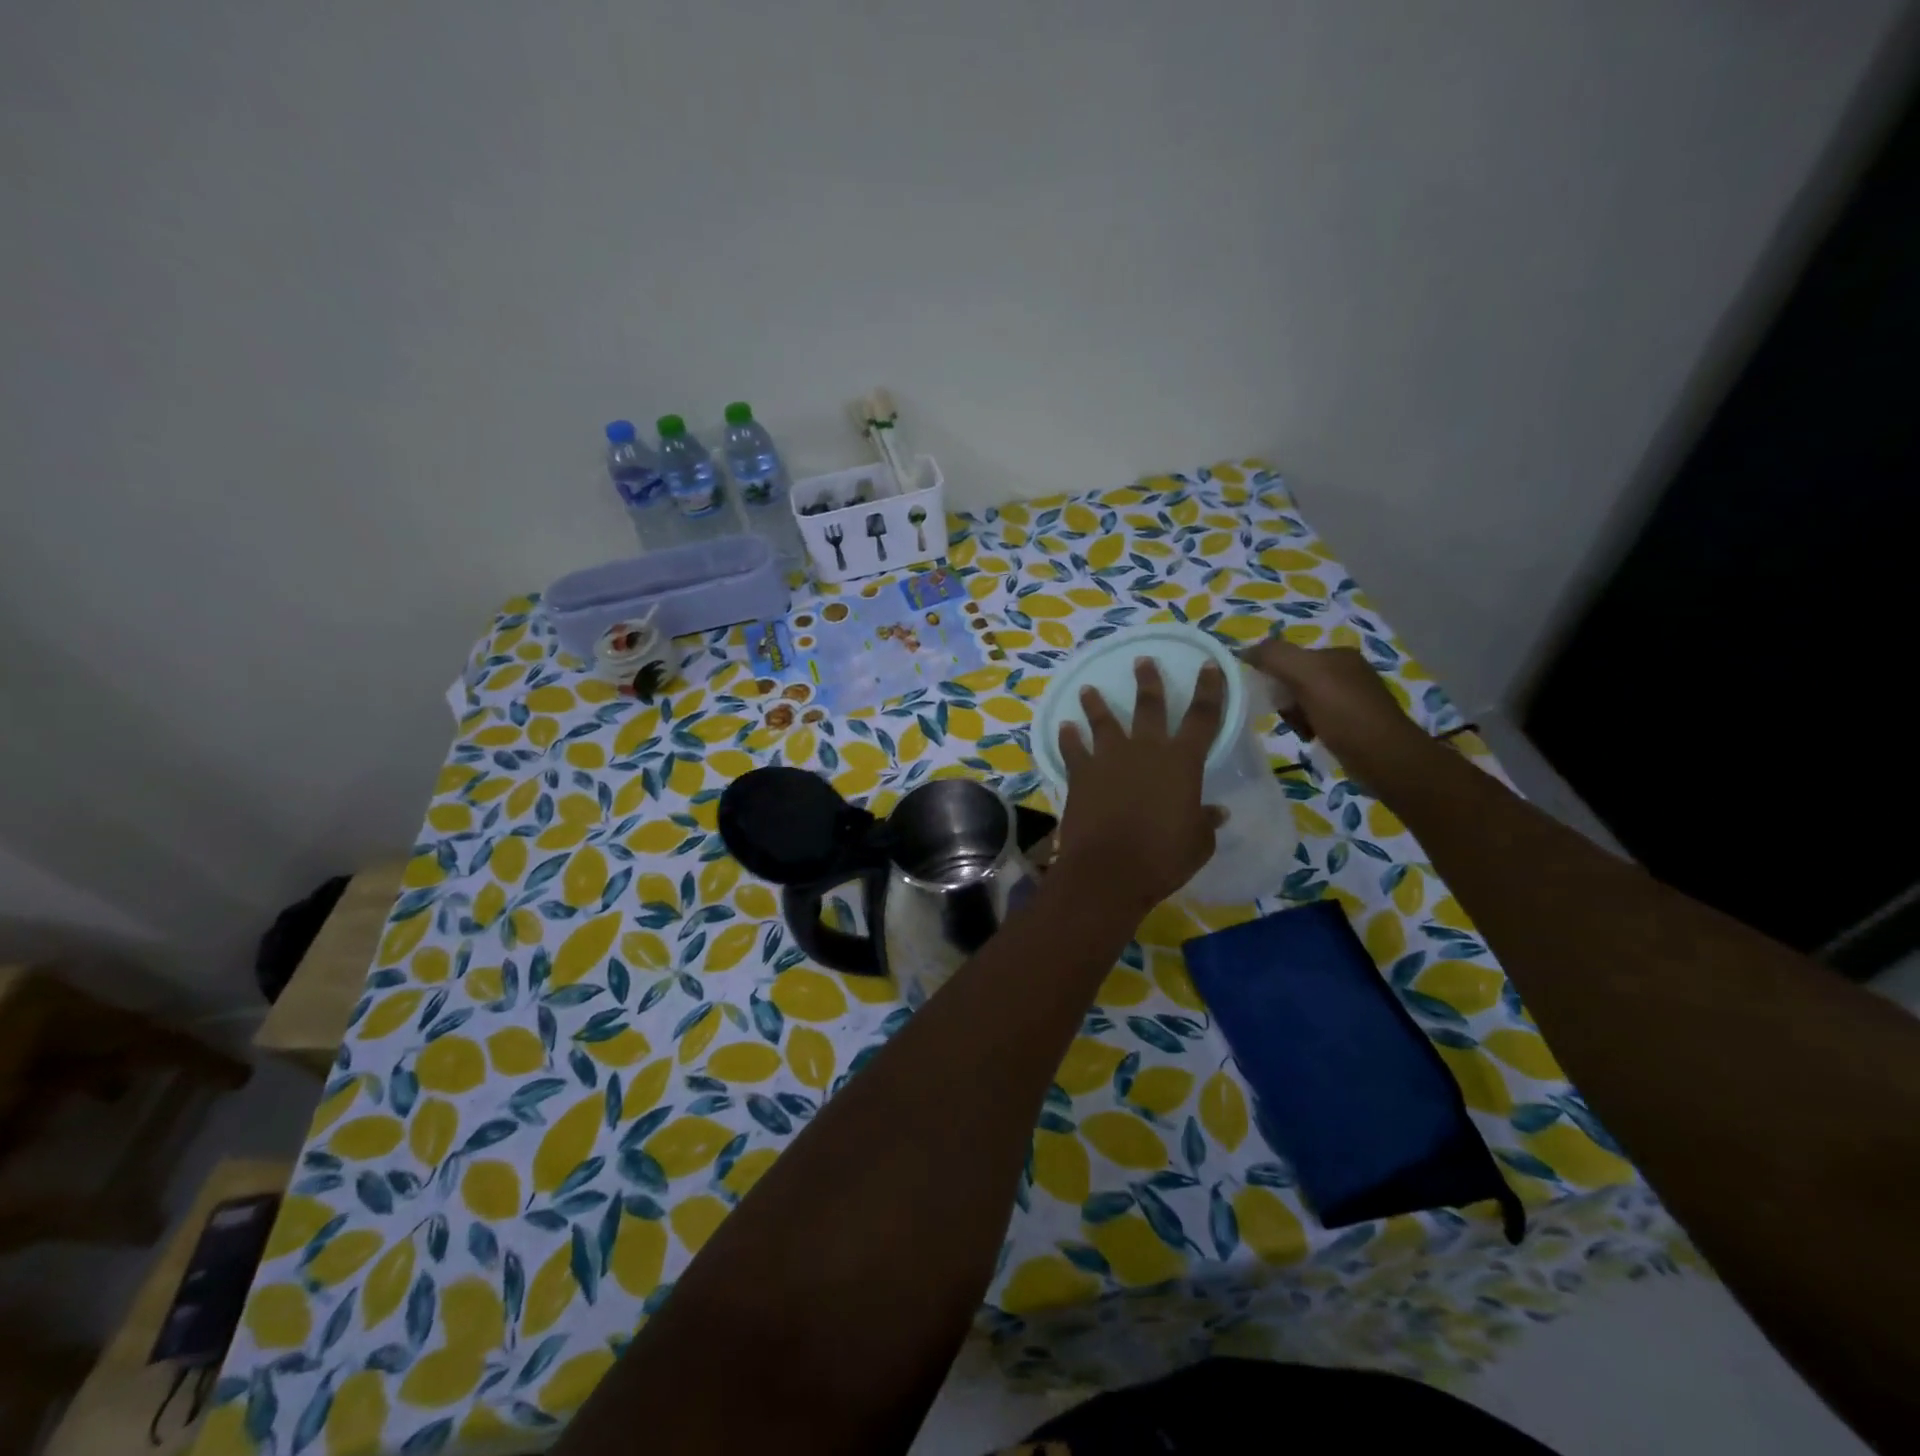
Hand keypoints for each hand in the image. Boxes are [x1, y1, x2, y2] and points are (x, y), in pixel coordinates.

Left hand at [1053, 659, 1227, 914]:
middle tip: (1142, 661)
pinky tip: (1064, 726)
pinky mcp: (1080, 774)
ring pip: (1103, 720)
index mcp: (1182, 761)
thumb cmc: (1163, 857)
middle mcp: (1145, 750)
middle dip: (1148, 681)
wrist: (1108, 869)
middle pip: (1148, 706)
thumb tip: (1217, 812)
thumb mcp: (1198, 842)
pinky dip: (1068, 737)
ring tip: (1089, 688)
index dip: (1209, 689)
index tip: (1209, 664)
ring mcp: (1108, 758)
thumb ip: (1206, 821)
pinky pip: (1073, 748)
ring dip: (1096, 703)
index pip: (1203, 716)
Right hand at [1242, 636, 1431, 786]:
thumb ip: (1275, 656)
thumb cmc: (1345, 714)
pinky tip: (1311, 737)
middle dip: (1284, 698)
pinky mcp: (1355, 721)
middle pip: (1295, 678)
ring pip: (1304, 700)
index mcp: (1337, 654)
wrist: (1385, 757)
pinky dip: (1309, 727)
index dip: (1272, 674)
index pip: (1290, 656)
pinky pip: (1318, 717)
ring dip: (1294, 715)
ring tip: (1300, 730)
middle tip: (1286, 716)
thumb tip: (1245, 651)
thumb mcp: (1306, 676)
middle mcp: (1347, 670)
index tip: (1266, 696)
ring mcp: (1353, 696)